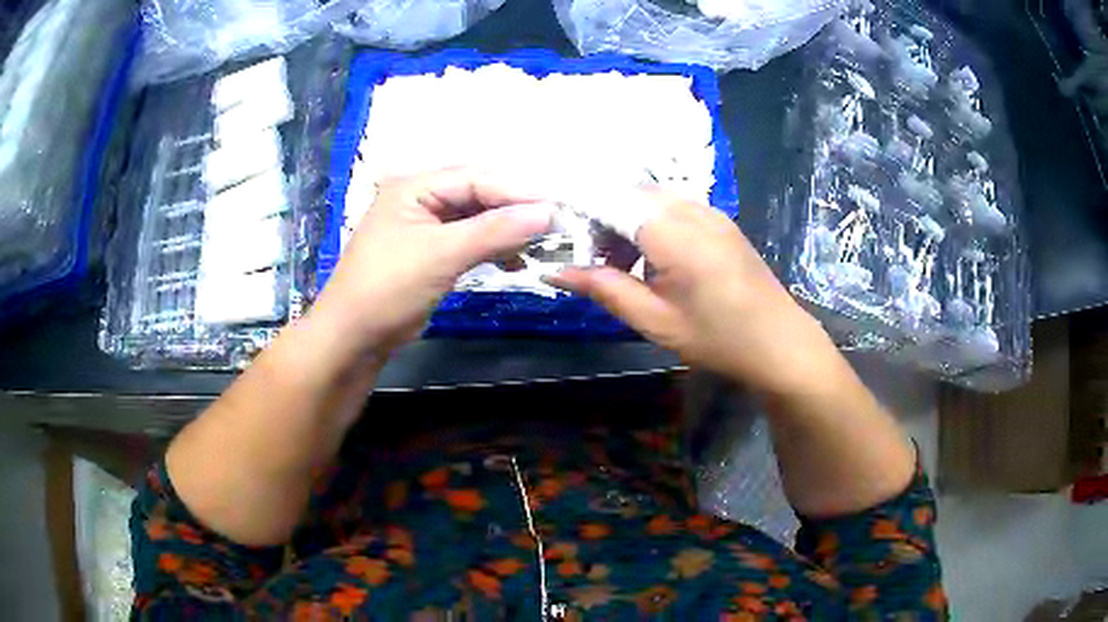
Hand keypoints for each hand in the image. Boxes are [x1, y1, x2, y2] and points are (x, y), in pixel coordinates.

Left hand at [309, 168, 552, 361]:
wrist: (354, 336)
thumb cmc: (389, 287)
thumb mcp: (442, 254)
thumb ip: (494, 231)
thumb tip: (547, 213)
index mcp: (414, 187)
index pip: (474, 179)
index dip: (516, 192)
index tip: (555, 207)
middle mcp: (420, 199)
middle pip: (477, 195)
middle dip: (513, 210)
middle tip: (553, 225)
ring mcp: (425, 227)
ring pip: (476, 219)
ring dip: (505, 231)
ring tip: (538, 245)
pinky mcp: (430, 253)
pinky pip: (469, 241)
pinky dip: (492, 249)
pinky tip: (514, 260)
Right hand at [549, 188, 835, 394]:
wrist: (781, 343)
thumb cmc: (718, 338)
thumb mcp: (654, 320)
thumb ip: (603, 288)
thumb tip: (553, 271)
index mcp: (672, 231)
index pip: (608, 199)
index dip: (575, 210)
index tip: (554, 236)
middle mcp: (690, 208)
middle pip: (628, 194)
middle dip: (599, 219)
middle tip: (588, 261)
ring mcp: (709, 211)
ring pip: (650, 200)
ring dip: (624, 223)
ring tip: (619, 267)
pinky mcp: (720, 221)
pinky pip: (673, 209)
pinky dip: (649, 225)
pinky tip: (651, 261)